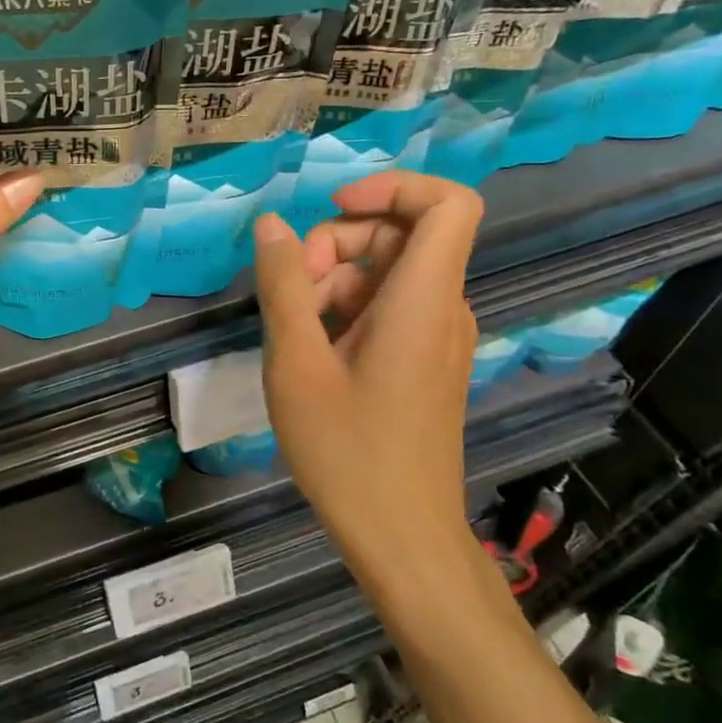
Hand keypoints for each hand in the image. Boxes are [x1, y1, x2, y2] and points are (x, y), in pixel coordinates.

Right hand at [253, 171, 482, 549]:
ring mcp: (437, 337)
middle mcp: (443, 309)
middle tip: (290, 291)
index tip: (333, 208)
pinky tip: (311, 351)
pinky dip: (347, 310)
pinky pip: (389, 309)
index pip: (448, 204)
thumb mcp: (296, 364)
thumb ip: (283, 287)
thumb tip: (272, 226)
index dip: (394, 187)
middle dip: (337, 244)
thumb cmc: (346, 451)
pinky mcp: (425, 362)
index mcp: (423, 301)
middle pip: (402, 235)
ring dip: (333, 281)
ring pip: (389, 274)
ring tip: (292, 330)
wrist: (401, 536)